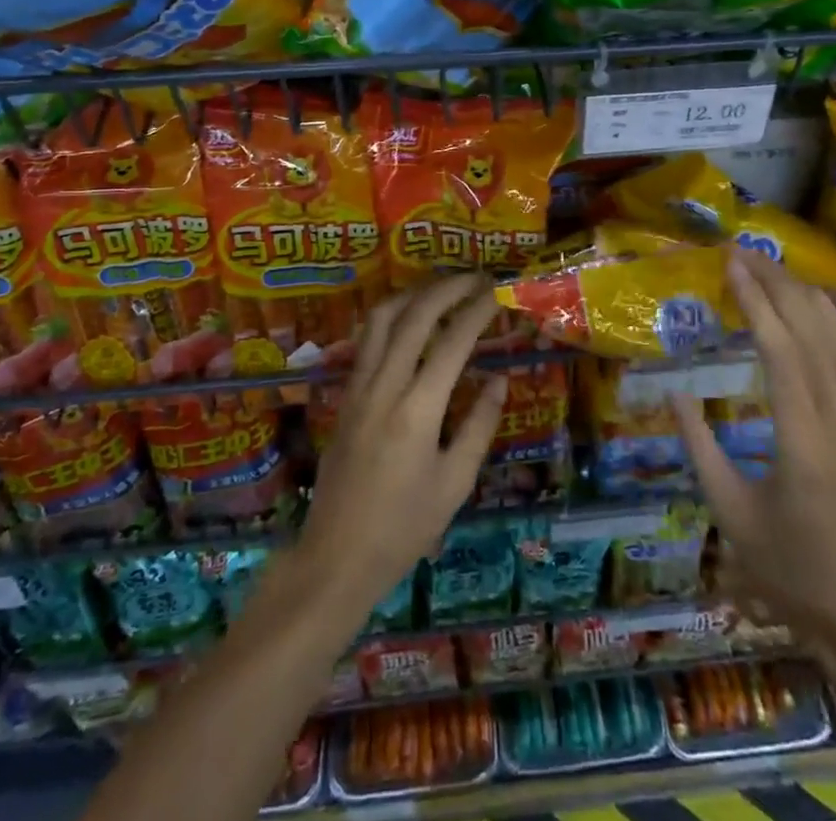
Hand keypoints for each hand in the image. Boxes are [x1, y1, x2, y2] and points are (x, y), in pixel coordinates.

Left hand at [296, 273, 508, 611]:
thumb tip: (499, 380)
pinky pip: (368, 340)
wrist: (336, 558)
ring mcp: (358, 388)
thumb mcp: (455, 483)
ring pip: (382, 319)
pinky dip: (392, 317)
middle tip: (476, 278)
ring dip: (414, 294)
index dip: (478, 310)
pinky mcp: (346, 395)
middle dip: (448, 288)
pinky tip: (409, 321)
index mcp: (417, 410)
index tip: (498, 291)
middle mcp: (384, 386)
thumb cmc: (404, 528)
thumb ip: (479, 426)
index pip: (453, 342)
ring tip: (443, 289)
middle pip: (414, 316)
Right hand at [670, 248, 835, 646]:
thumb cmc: (789, 571)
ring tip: (773, 269)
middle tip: (744, 253)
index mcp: (802, 441)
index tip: (732, 265)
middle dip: (779, 284)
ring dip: (807, 298)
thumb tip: (674, 393)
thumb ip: (700, 448)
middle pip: (814, 333)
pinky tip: (814, 311)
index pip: (782, 351)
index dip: (756, 302)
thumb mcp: (730, 513)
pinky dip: (832, 325)